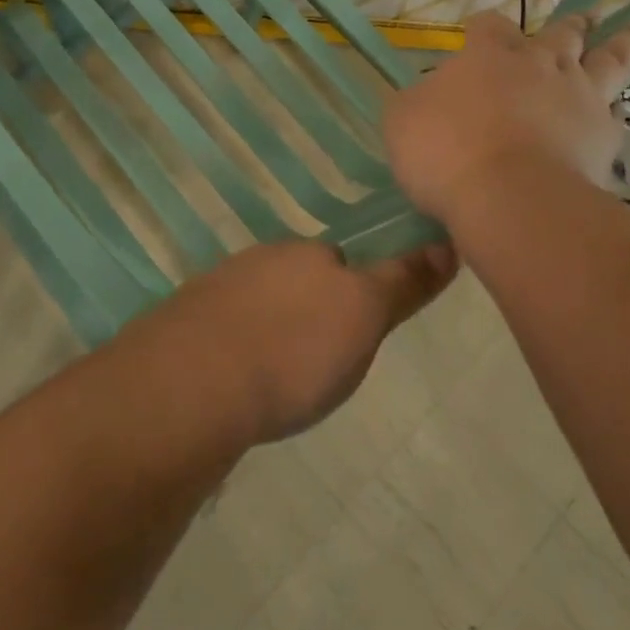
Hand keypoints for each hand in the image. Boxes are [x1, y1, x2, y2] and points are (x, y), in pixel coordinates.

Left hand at [150, 240, 457, 442]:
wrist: (190, 385)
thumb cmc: (293, 353)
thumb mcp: (365, 317)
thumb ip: (403, 282)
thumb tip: (446, 244)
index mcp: (306, 255)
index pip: (343, 262)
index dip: (354, 295)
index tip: (352, 335)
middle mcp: (261, 260)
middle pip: (298, 280)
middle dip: (310, 312)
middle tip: (316, 364)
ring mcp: (216, 288)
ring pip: (259, 304)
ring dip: (270, 330)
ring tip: (275, 381)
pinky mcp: (183, 323)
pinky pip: (223, 330)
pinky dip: (235, 349)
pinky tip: (235, 385)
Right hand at [384, 11, 629, 223]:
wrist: (509, 197)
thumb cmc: (445, 152)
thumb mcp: (402, 121)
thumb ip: (417, 101)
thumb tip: (429, 96)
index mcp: (489, 55)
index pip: (490, 25)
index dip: (484, 26)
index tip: (480, 31)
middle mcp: (539, 64)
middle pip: (562, 32)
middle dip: (572, 23)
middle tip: (588, 16)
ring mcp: (578, 96)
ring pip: (610, 58)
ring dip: (627, 39)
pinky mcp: (603, 135)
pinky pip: (616, 115)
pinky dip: (615, 110)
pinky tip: (616, 114)